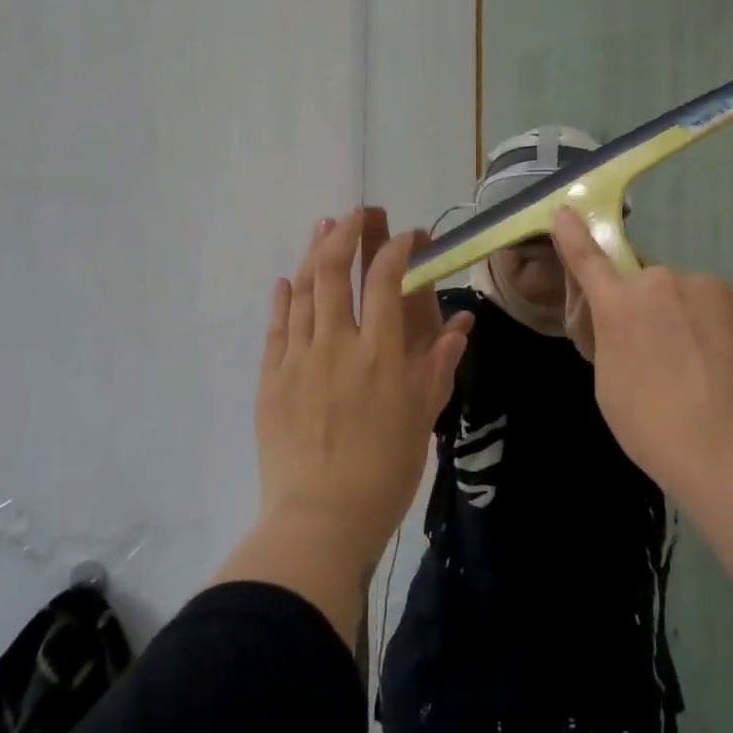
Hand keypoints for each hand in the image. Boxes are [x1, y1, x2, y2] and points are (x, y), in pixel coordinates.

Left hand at [253, 208, 473, 577]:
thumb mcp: (422, 416)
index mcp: (379, 352)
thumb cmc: (383, 471)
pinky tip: (287, 281)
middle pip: (334, 270)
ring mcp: (297, 358)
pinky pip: (276, 327)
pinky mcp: (270, 378)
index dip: (397, 247)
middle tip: (358, 213)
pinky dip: (283, 298)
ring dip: (313, 253)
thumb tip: (462, 321)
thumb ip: (438, 362)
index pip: (385, 279)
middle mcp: (335, 343)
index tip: (408, 236)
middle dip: (347, 233)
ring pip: (302, 290)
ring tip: (324, 227)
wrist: (320, 518)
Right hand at [550, 206, 732, 498]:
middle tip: (663, 356)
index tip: (565, 210)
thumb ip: (612, 338)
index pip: (589, 260)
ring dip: (692, 320)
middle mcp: (667, 283)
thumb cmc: (654, 427)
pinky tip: (732, 373)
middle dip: (652, 309)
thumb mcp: (609, 385)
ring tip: (705, 371)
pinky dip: (726, 335)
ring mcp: (717, 292)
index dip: (574, 235)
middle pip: (652, 285)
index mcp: (622, 304)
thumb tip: (627, 323)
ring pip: (695, 297)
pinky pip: (730, 314)